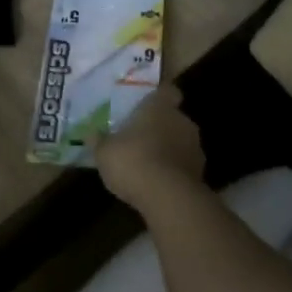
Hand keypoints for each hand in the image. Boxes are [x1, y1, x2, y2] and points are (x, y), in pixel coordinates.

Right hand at [94, 84, 206, 212]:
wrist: (169, 199)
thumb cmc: (133, 161)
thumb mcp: (104, 152)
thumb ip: (99, 141)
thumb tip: (91, 134)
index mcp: (159, 107)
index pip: (167, 91)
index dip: (160, 97)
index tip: (148, 106)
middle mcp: (182, 121)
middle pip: (173, 118)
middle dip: (160, 127)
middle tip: (141, 138)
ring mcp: (195, 149)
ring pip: (181, 142)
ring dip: (169, 150)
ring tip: (149, 165)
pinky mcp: (201, 175)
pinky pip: (184, 166)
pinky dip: (175, 172)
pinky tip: (158, 184)